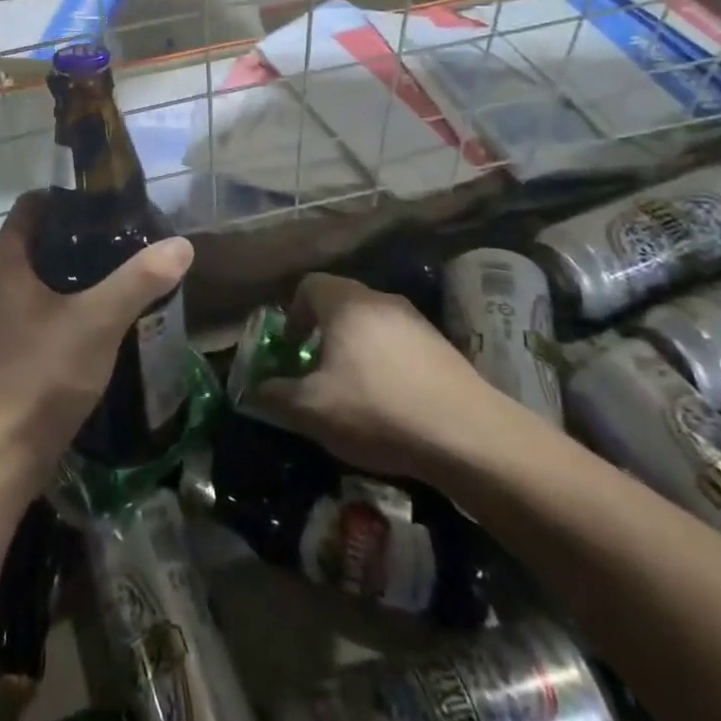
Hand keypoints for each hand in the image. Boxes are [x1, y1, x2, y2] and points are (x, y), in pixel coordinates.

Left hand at [0, 192, 194, 493]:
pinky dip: (73, 299)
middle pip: (40, 239)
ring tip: (125, 268)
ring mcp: (4, 315)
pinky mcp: (15, 344)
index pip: (32, 205)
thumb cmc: (43, 373)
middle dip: (81, 233)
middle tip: (127, 234)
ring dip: (79, 269)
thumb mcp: (98, 320)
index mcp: (8, 261)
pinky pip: (46, 305)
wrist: (4, 452)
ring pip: (44, 275)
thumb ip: (139, 280)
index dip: (67, 196)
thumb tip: (182, 244)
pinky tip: (107, 312)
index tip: (108, 201)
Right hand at [255, 272, 498, 477]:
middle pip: (340, 302)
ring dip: (355, 348)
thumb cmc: (377, 410)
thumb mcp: (310, 410)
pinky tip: (390, 402)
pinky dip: (386, 363)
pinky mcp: (443, 347)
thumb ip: (273, 395)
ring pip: (371, 324)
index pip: (308, 285)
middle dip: (322, 333)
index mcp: (345, 303)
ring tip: (353, 390)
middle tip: (316, 371)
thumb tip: (252, 390)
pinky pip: (399, 344)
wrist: (469, 436)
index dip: (293, 314)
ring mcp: (417, 321)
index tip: (292, 349)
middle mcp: (381, 300)